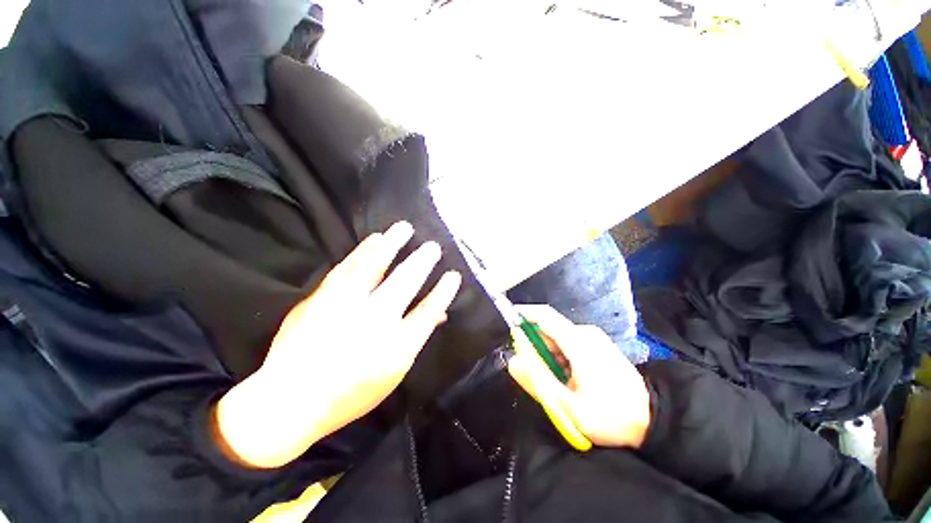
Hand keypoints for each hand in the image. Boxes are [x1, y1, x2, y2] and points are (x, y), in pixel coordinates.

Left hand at [214, 221, 461, 468]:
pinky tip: (374, 239)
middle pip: (405, 283)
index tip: (453, 275)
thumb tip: (439, 313)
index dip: (443, 292)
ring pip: (374, 267)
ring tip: (405, 228)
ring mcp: (345, 307)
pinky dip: (362, 251)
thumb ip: (415, 338)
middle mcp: (374, 322)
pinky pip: (347, 267)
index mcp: (395, 347)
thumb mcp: (393, 373)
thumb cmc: (349, 393)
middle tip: (433, 247)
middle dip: (422, 262)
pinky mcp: (321, 299)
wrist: (288, 401)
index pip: (428, 312)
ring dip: (393, 245)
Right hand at [507, 305, 650, 448]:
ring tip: (554, 384)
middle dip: (534, 347)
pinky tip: (566, 380)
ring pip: (557, 338)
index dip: (523, 314)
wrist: (654, 421)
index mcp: (579, 342)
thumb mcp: (570, 408)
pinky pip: (568, 344)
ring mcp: (593, 338)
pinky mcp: (596, 345)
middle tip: (532, 374)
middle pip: (548, 330)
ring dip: (547, 356)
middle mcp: (585, 333)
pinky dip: (559, 358)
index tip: (506, 320)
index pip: (544, 315)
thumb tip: (513, 361)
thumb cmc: (612, 417)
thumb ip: (538, 383)